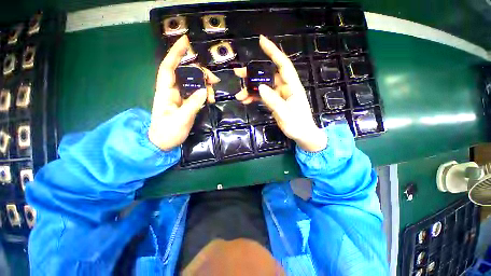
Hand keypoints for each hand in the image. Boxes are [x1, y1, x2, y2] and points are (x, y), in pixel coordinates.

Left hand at [148, 35, 218, 150]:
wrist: (163, 143)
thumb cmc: (168, 132)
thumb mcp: (181, 119)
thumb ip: (192, 105)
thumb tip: (204, 90)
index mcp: (165, 92)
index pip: (169, 67)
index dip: (176, 53)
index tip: (186, 41)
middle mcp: (172, 90)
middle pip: (185, 73)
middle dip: (200, 73)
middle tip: (214, 81)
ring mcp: (179, 97)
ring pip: (193, 83)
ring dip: (205, 85)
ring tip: (213, 96)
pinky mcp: (185, 103)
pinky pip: (196, 93)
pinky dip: (204, 94)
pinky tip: (210, 99)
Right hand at [235, 35, 326, 151]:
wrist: (302, 135)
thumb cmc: (298, 125)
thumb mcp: (286, 115)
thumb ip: (274, 102)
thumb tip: (260, 87)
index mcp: (292, 87)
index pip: (283, 65)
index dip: (273, 52)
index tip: (261, 40)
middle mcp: (285, 88)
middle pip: (268, 75)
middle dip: (253, 73)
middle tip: (238, 73)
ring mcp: (279, 95)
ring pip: (263, 87)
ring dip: (250, 89)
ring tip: (239, 95)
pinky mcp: (275, 102)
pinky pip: (262, 96)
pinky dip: (253, 97)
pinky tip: (245, 101)